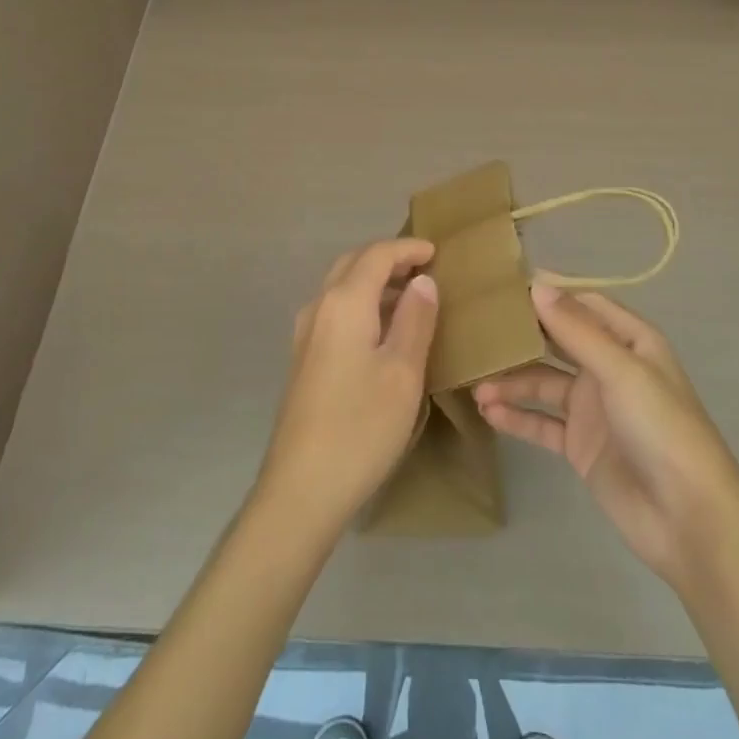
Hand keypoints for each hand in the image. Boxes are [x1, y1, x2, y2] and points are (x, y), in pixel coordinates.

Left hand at [256, 239, 439, 537]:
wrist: (301, 489)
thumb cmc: (361, 426)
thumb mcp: (403, 372)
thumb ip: (415, 319)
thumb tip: (422, 281)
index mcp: (344, 302)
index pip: (377, 255)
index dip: (408, 248)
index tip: (436, 252)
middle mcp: (319, 306)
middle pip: (353, 263)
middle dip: (388, 258)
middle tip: (423, 268)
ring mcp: (305, 333)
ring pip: (341, 287)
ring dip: (373, 281)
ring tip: (410, 296)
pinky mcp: (303, 358)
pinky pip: (335, 310)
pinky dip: (360, 303)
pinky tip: (381, 330)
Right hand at [474, 286, 738, 595]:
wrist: (690, 522)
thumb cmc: (663, 430)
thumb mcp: (621, 371)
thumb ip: (576, 330)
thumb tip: (537, 285)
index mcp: (631, 342)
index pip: (584, 305)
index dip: (550, 294)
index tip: (505, 286)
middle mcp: (610, 369)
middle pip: (559, 342)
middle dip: (523, 336)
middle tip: (478, 328)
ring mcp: (594, 409)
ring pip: (544, 383)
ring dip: (512, 381)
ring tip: (476, 384)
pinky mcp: (581, 447)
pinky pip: (542, 423)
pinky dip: (517, 416)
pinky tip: (488, 413)